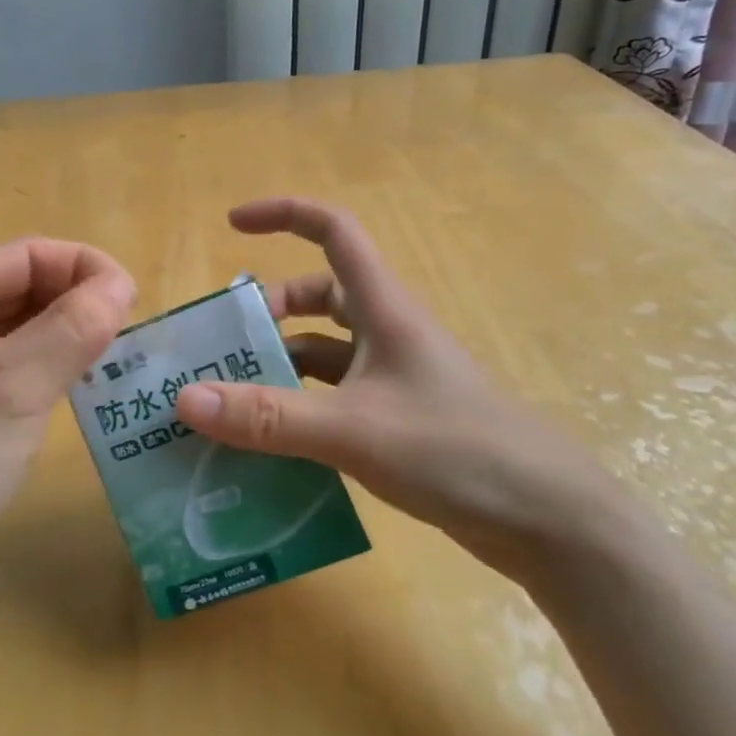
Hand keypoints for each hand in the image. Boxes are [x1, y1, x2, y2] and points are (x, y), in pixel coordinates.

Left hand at [0, 239, 135, 616]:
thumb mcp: (14, 387)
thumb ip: (73, 328)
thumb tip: (122, 284)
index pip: (27, 255)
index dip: (84, 268)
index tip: (135, 302)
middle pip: (25, 284)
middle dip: (78, 300)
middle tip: (131, 334)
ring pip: (25, 324)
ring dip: (70, 333)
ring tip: (116, 356)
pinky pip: (17, 360)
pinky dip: (52, 363)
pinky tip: (84, 382)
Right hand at [174, 198, 623, 579]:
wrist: (549, 522)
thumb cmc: (457, 450)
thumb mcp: (352, 430)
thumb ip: (268, 417)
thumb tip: (185, 399)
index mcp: (383, 308)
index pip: (333, 230)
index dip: (283, 214)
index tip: (232, 224)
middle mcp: (386, 333)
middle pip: (316, 299)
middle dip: (267, 314)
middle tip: (219, 348)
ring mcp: (393, 378)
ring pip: (321, 354)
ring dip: (278, 369)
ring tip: (228, 401)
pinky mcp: (397, 420)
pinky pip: (332, 400)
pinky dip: (298, 411)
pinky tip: (268, 446)